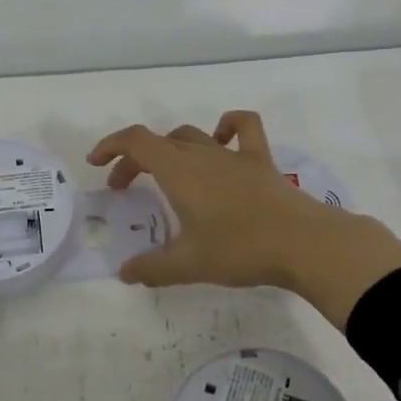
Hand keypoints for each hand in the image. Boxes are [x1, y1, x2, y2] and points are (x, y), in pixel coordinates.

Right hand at [86, 110, 400, 328]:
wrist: (304, 243)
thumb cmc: (240, 249)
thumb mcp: (188, 264)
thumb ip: (152, 268)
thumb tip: (125, 273)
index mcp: (178, 171)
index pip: (135, 141)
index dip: (110, 146)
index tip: (96, 163)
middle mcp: (202, 154)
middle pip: (158, 142)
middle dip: (134, 160)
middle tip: (124, 188)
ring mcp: (234, 154)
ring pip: (193, 135)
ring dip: (171, 148)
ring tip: (166, 172)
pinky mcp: (261, 161)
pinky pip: (243, 128)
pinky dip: (227, 126)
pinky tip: (221, 140)